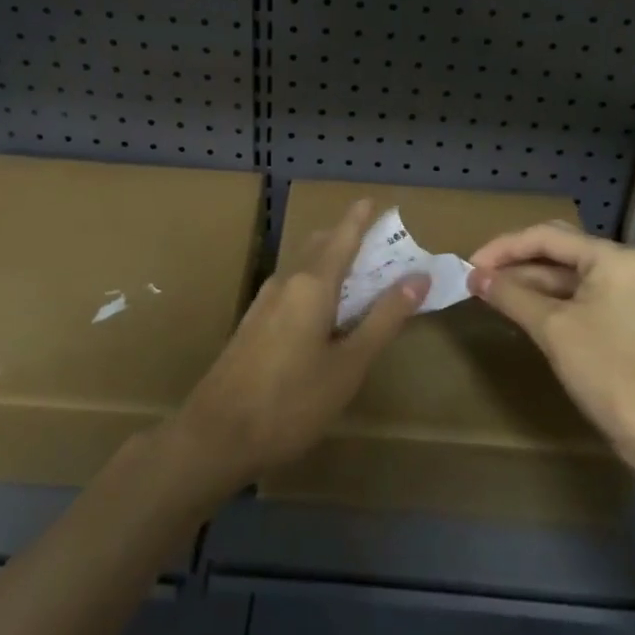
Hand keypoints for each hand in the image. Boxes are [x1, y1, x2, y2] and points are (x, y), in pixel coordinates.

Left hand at [169, 199, 428, 495]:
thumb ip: (384, 319)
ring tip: (359, 272)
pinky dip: (315, 283)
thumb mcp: (349, 364)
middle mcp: (286, 282)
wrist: (217, 434)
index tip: (374, 200)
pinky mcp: (254, 323)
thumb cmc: (292, 401)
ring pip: (303, 266)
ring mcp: (265, 302)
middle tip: (378, 242)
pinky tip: (324, 309)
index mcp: (311, 284)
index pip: (342, 237)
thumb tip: (418, 277)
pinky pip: (292, 287)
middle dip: (347, 237)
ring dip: (330, 260)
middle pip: (320, 246)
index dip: (359, 218)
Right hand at [468, 222, 634, 465]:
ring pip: (563, 275)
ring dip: (526, 282)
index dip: (503, 247)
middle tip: (476, 275)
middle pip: (556, 250)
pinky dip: (544, 300)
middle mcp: (620, 265)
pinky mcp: (619, 319)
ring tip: (487, 292)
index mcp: (611, 257)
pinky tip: (516, 309)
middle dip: (514, 261)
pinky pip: (574, 297)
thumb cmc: (607, 370)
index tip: (469, 265)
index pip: (546, 237)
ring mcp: (622, 293)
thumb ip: (510, 295)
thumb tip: (474, 276)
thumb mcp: (552, 328)